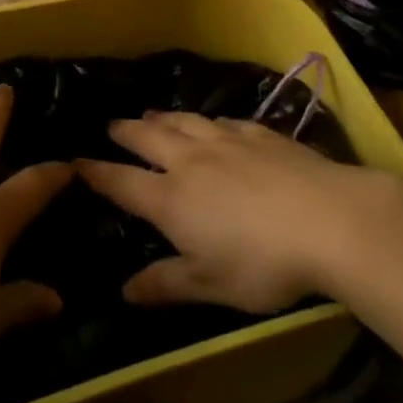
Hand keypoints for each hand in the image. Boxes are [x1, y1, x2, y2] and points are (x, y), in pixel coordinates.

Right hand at [77, 112, 402, 313]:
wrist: (326, 218)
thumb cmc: (263, 262)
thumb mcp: (211, 286)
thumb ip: (167, 283)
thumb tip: (124, 290)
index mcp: (172, 198)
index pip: (123, 182)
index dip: (97, 172)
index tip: (76, 161)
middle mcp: (190, 160)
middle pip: (148, 138)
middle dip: (126, 132)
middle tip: (111, 125)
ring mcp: (225, 140)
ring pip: (183, 122)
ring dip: (162, 117)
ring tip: (149, 113)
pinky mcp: (258, 133)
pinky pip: (222, 120)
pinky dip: (206, 120)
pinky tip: (211, 122)